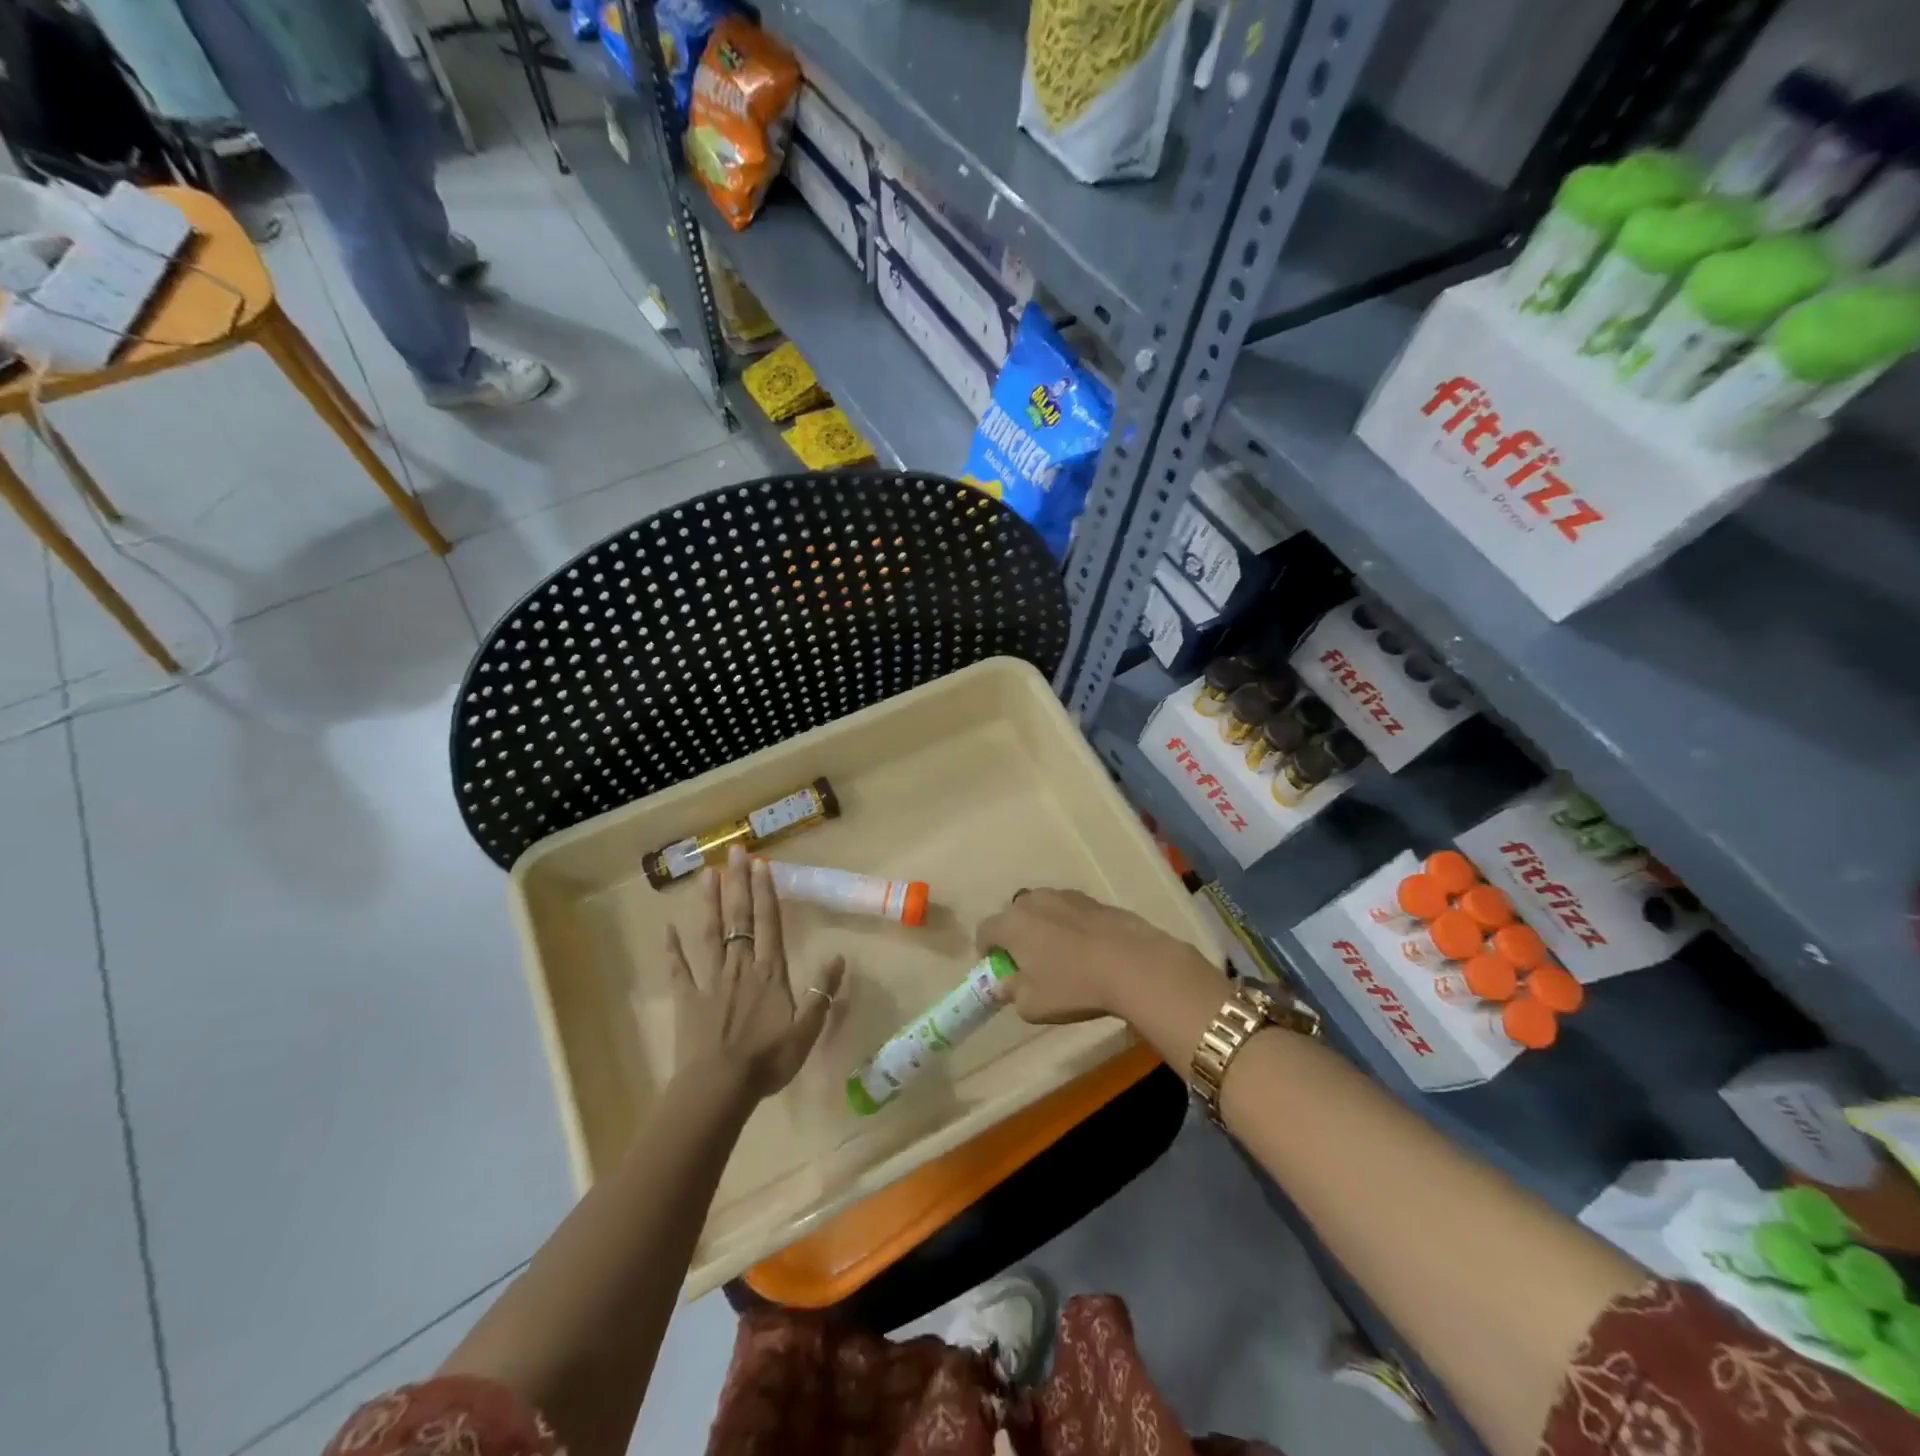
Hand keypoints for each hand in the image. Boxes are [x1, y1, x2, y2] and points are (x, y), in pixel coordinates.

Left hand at [665, 846, 845, 1101]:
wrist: (718, 1089)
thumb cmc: (767, 1060)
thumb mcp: (806, 1031)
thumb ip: (821, 993)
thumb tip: (839, 957)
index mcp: (769, 973)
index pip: (769, 923)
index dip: (766, 893)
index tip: (761, 864)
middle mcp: (740, 966)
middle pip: (740, 918)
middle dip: (739, 883)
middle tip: (734, 852)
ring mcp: (711, 980)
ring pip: (711, 934)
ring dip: (710, 903)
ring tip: (707, 874)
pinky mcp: (687, 998)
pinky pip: (679, 969)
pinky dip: (672, 948)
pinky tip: (667, 929)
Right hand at [977, 888, 1216, 1024]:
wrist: (1133, 964)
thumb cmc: (1073, 986)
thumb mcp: (1032, 1005)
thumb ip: (1012, 992)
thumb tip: (1005, 985)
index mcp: (1012, 923)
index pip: (984, 930)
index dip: (986, 951)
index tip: (998, 969)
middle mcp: (1035, 901)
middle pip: (1014, 915)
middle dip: (1015, 936)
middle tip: (1028, 963)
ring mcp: (1066, 896)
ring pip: (1044, 910)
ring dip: (1044, 928)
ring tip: (1060, 956)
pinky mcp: (1095, 901)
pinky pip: (1071, 912)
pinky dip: (1071, 927)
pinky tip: (1087, 951)